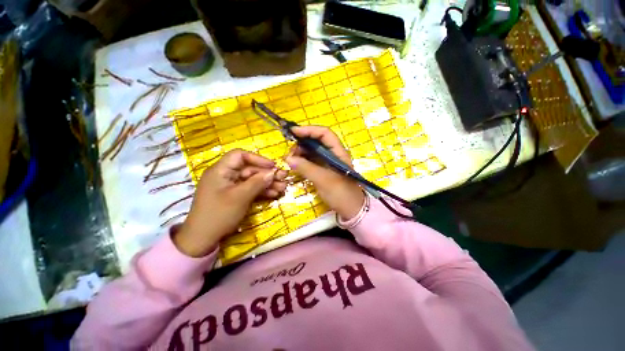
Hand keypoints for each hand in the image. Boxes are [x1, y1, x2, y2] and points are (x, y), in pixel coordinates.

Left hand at [174, 149, 286, 256]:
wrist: (203, 239)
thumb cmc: (219, 215)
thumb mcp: (240, 197)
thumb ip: (257, 183)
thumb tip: (273, 172)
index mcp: (221, 170)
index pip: (240, 156)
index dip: (258, 159)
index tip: (273, 166)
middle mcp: (226, 175)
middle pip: (249, 169)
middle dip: (267, 173)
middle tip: (284, 177)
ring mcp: (231, 186)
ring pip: (252, 180)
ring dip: (267, 183)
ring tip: (283, 187)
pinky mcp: (235, 196)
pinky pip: (250, 189)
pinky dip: (262, 191)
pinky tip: (274, 194)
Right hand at [286, 126, 364, 220]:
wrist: (351, 210)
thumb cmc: (341, 194)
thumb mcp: (324, 180)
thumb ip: (306, 168)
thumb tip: (289, 159)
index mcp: (338, 152)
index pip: (324, 133)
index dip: (309, 130)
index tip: (293, 132)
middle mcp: (333, 154)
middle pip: (316, 141)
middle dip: (302, 143)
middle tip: (290, 152)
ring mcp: (328, 162)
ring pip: (312, 151)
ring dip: (301, 152)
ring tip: (290, 159)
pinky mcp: (323, 170)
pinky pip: (311, 161)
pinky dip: (302, 161)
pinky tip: (295, 164)